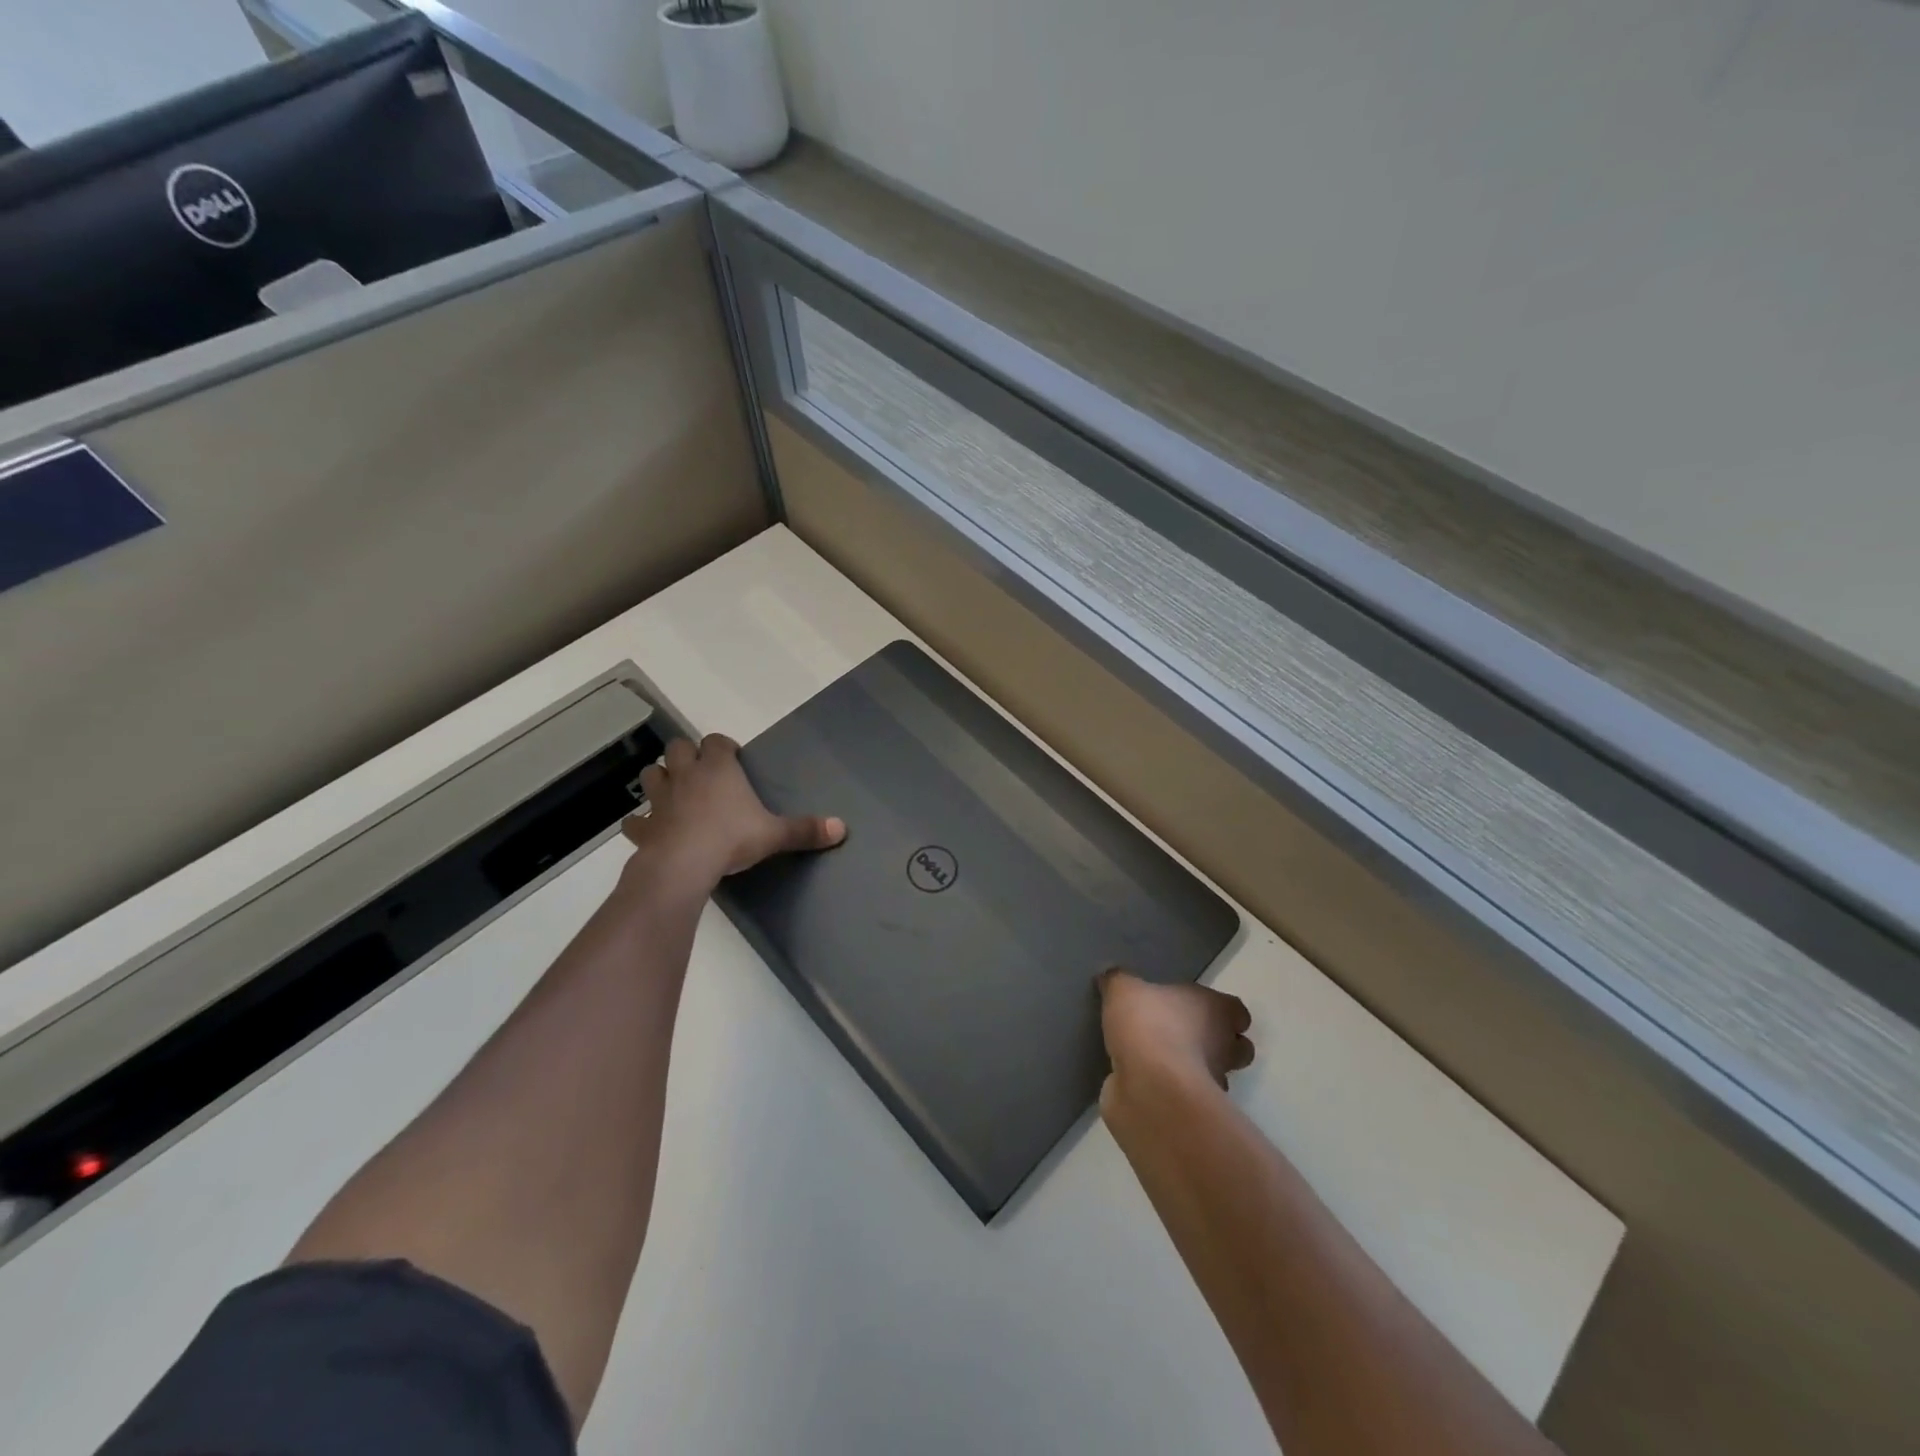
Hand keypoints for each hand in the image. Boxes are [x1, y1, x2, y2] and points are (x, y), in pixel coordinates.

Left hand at [621, 733, 844, 890]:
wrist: (684, 864)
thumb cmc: (732, 839)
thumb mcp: (775, 834)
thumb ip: (805, 830)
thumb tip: (842, 828)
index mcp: (719, 769)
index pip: (716, 741)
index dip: (722, 746)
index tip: (731, 756)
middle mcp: (687, 775)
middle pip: (678, 748)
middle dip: (686, 755)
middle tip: (701, 771)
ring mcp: (661, 799)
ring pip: (652, 774)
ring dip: (660, 778)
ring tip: (673, 791)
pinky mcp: (645, 826)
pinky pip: (636, 819)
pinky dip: (641, 821)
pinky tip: (649, 828)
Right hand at [1098, 969, 1253, 1106]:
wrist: (1149, 1089)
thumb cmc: (1148, 1026)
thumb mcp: (1123, 990)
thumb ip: (1119, 981)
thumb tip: (1112, 977)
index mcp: (1216, 1011)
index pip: (1237, 1011)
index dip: (1222, 1011)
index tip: (1198, 1009)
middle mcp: (1224, 1047)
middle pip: (1235, 1048)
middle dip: (1216, 1044)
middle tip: (1182, 1036)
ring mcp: (1212, 1084)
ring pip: (1214, 1075)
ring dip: (1193, 1070)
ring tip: (1160, 1061)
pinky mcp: (1192, 1112)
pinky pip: (1185, 1097)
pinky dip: (1171, 1092)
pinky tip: (1146, 1083)